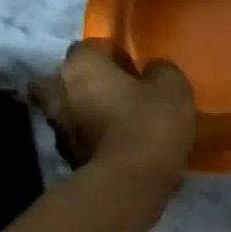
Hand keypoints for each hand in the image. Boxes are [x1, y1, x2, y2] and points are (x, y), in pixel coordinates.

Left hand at [29, 42, 196, 185]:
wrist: (130, 184)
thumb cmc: (149, 123)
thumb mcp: (173, 87)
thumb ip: (160, 70)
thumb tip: (152, 71)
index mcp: (80, 65)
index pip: (91, 47)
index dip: (114, 56)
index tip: (135, 70)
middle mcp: (58, 91)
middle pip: (66, 78)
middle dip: (85, 83)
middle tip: (115, 93)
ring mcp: (57, 128)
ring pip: (68, 110)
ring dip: (85, 112)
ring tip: (116, 122)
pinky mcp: (66, 158)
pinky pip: (78, 138)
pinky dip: (90, 139)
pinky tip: (116, 146)